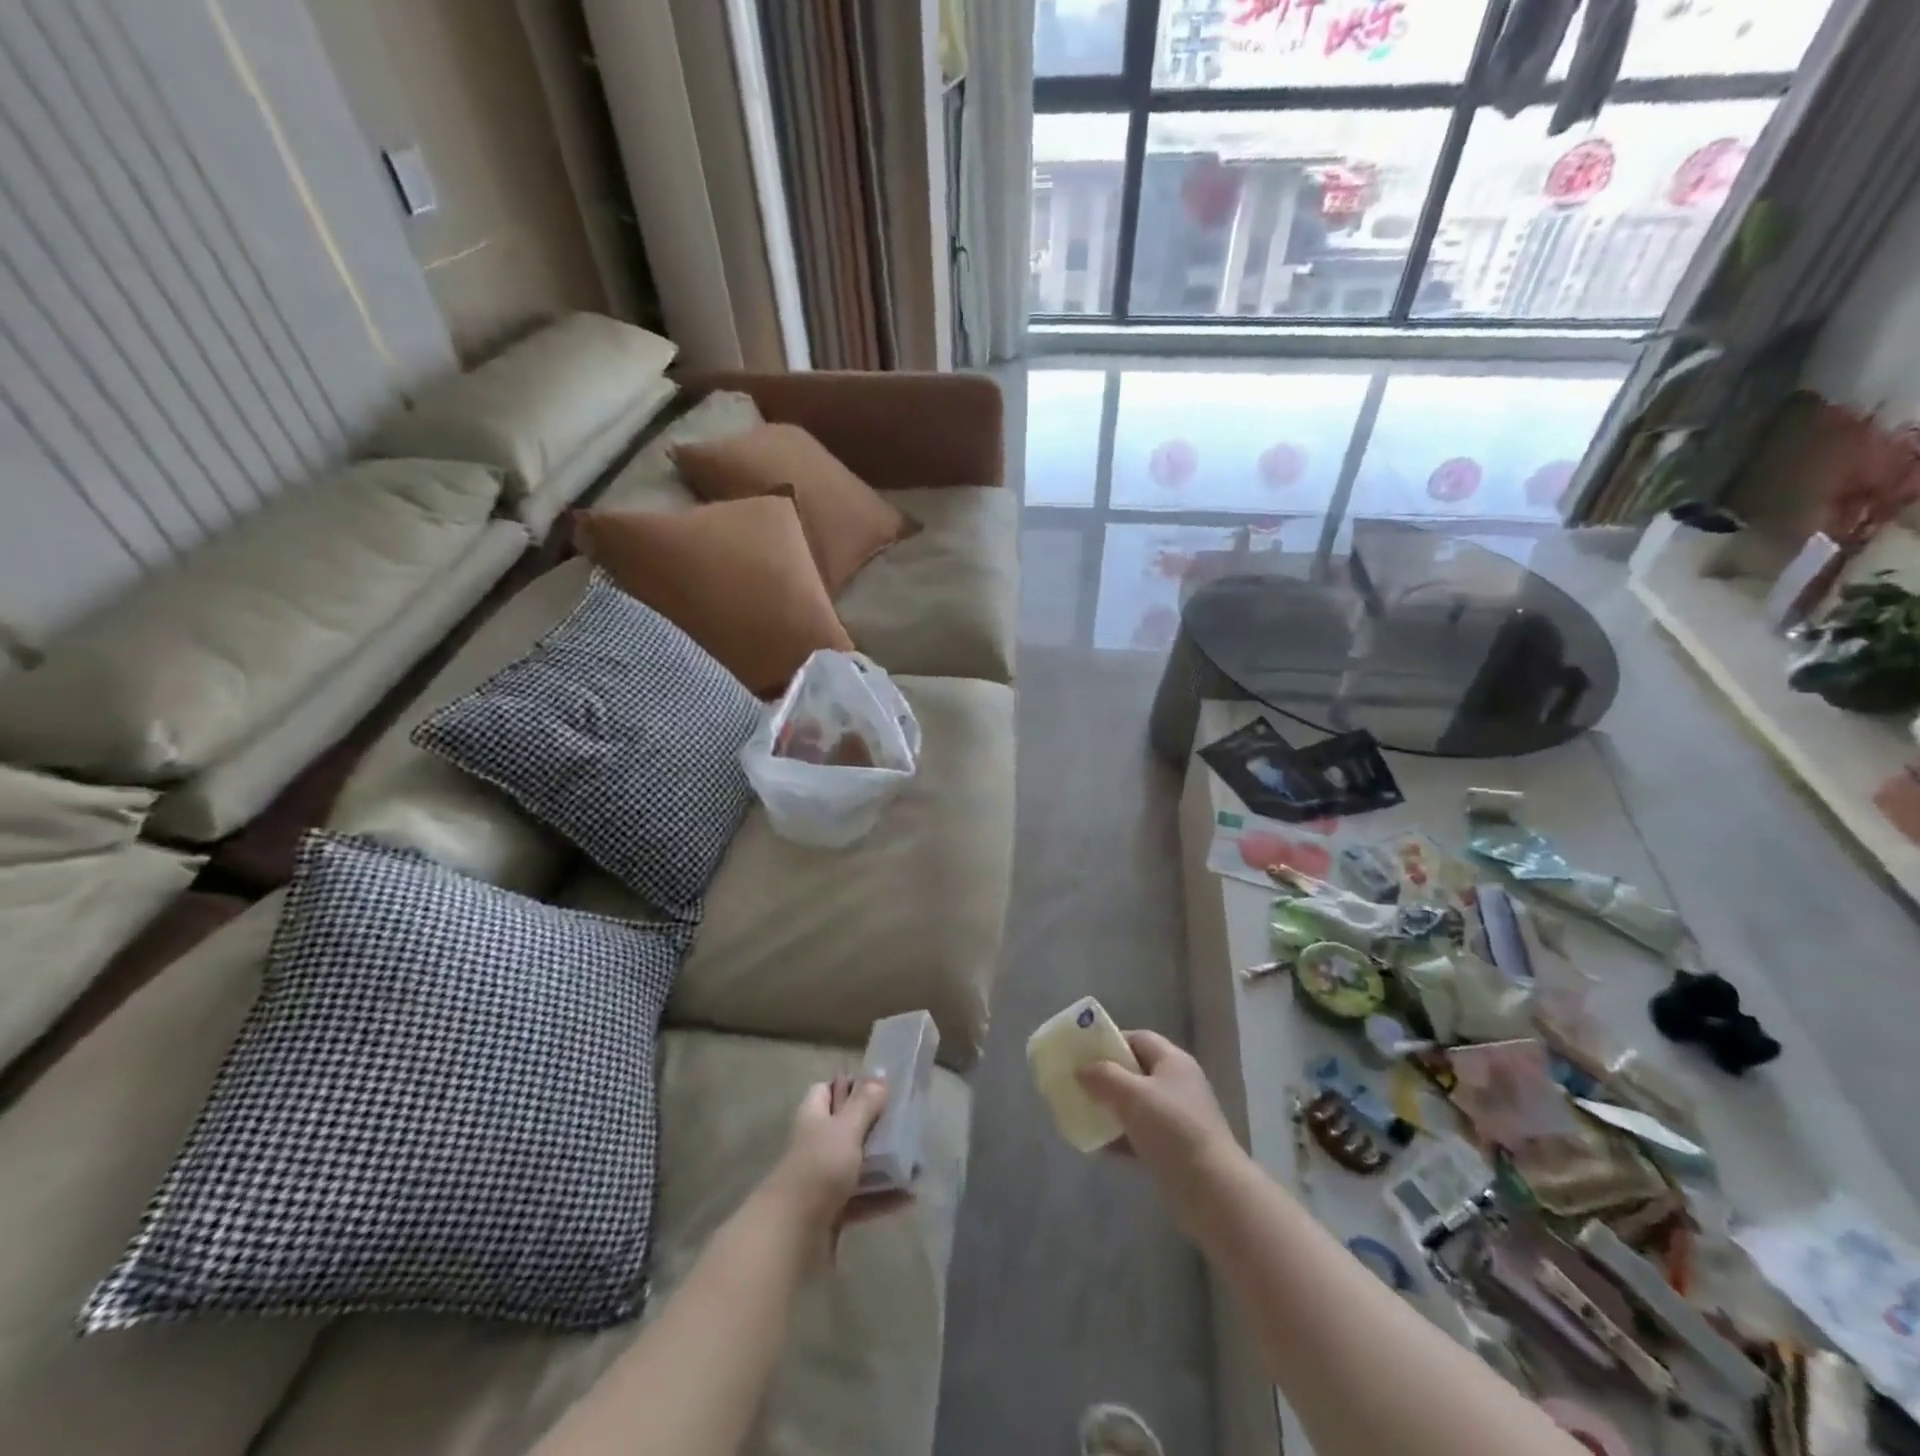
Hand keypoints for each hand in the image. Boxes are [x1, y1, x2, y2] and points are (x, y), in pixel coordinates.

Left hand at [765, 1075, 908, 1262]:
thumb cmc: (818, 1168)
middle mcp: (816, 1144)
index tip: (879, 1087)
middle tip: (905, 1122)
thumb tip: (879, 1075)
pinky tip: (909, 1197)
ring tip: (915, 1161)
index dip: (848, 1086)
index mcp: (813, 1117)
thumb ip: (864, 1103)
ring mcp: (823, 1180)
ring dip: (883, 1163)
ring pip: (856, 1164)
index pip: (826, 1090)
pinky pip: (862, 1199)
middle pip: (846, 1127)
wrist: (790, 1235)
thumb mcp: (845, 1129)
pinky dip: (883, 1197)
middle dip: (874, 1126)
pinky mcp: (832, 1211)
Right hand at [1077, 1031, 1243, 1227]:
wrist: (1212, 1191)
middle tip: (1079, 1083)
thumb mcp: (1133, 1095)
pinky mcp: (1174, 1148)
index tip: (1084, 1054)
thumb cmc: (1172, 1130)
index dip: (1111, 1042)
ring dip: (1111, 1108)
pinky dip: (1121, 1136)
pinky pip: (1140, 1134)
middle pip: (1136, 1071)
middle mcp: (1177, 1085)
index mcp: (1173, 1062)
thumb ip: (1104, 1077)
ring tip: (1084, 1113)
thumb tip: (1082, 1070)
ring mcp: (1178, 1118)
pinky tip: (1100, 1145)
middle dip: (1107, 1077)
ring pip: (1136, 1104)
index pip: (1139, 1038)